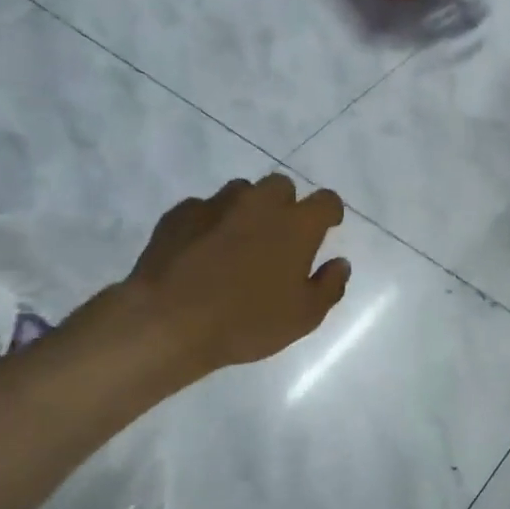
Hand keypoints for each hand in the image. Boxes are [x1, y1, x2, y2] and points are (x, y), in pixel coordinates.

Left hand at [71, 175, 350, 378]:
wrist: (169, 321)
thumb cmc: (247, 322)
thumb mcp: (303, 317)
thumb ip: (329, 286)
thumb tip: (340, 263)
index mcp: (296, 225)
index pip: (326, 201)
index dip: (330, 212)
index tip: (328, 227)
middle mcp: (259, 203)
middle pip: (281, 186)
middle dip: (286, 205)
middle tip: (280, 238)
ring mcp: (216, 204)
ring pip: (241, 192)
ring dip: (248, 210)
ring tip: (239, 243)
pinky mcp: (180, 214)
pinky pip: (204, 208)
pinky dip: (211, 223)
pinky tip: (203, 250)